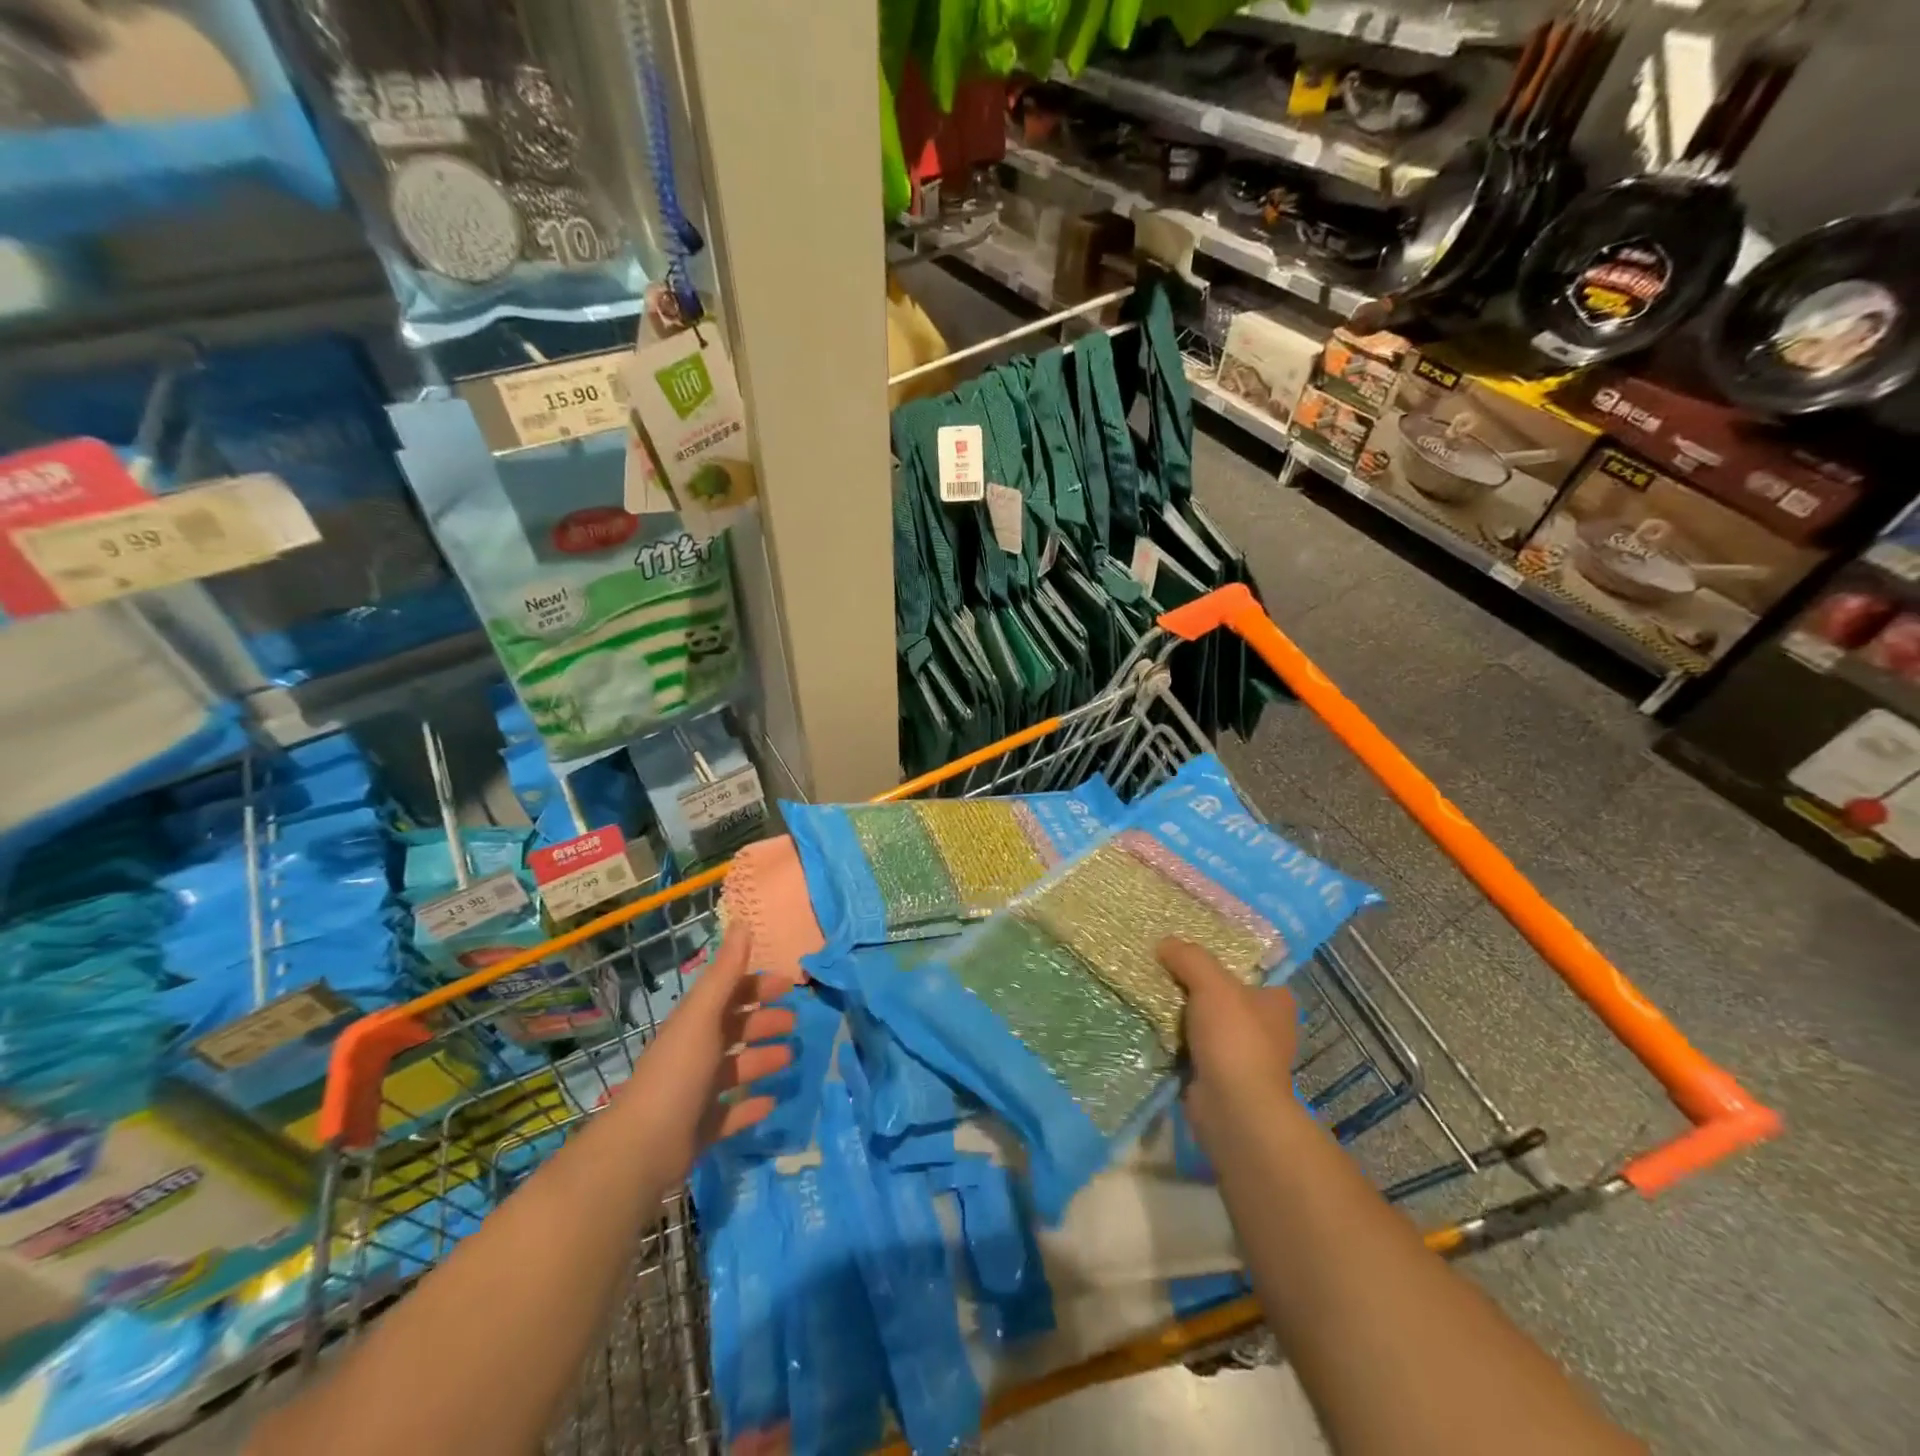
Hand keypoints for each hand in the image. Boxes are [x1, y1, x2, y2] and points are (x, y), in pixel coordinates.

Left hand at [620, 930, 794, 1179]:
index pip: (728, 995)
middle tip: (794, 1023)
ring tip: (790, 1058)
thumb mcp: (703, 1016)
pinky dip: (750, 1106)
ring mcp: (696, 1093)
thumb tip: (742, 922)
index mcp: (694, 1024)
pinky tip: (772, 1102)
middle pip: (734, 1030)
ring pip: (736, 1069)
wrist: (642, 1148)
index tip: (789, 985)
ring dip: (762, 1060)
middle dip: (763, 1022)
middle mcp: (694, 1053)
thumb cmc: (678, 1072)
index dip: (757, 986)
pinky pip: (731, 1113)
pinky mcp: (700, 1128)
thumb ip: (725, 973)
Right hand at [1157, 937, 1298, 1145]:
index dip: (1222, 960)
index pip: (1251, 972)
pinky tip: (1152, 1027)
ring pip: (1206, 1023)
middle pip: (1223, 996)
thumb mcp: (1212, 984)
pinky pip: (1193, 1049)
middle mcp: (1266, 1028)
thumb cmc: (1235, 1039)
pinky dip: (1176, 1042)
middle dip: (1195, 987)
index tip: (1190, 953)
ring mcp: (1244, 1056)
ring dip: (1182, 1016)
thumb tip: (1164, 943)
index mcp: (1276, 1003)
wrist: (1233, 1109)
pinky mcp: (1221, 1077)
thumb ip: (1190, 958)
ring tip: (1150, 995)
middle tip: (1162, 970)